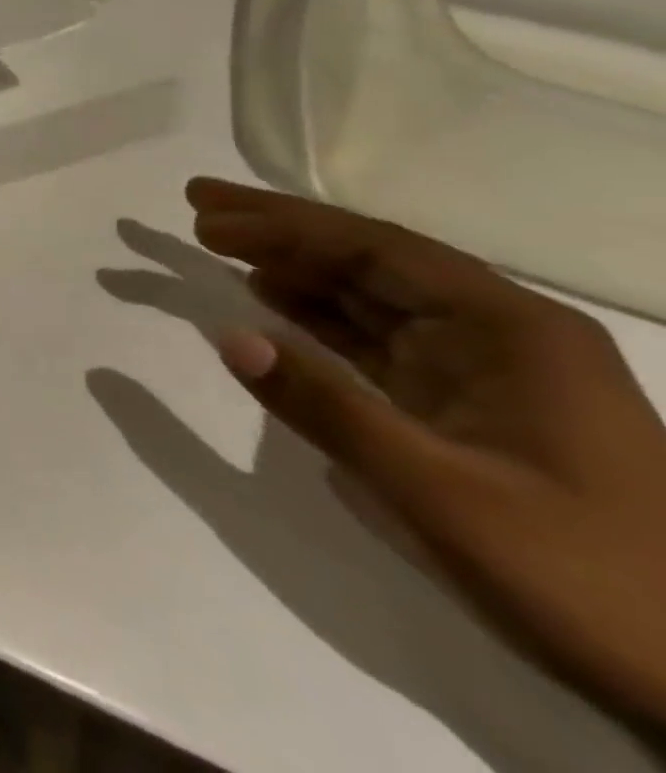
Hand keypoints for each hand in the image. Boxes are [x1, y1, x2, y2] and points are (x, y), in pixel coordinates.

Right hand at [188, 177, 665, 728]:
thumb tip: (230, 337)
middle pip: (369, 259)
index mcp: (509, 329)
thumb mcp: (442, 496)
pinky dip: (320, 316)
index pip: (373, 250)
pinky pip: (379, 339)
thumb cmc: (586, 580)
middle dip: (281, 230)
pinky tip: (274, 302)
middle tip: (199, 203)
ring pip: (371, 295)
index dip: (282, 226)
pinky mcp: (470, 406)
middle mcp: (500, 331)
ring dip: (295, 268)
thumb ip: (327, 409)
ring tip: (220, 245)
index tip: (204, 213)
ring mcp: (487, 369)